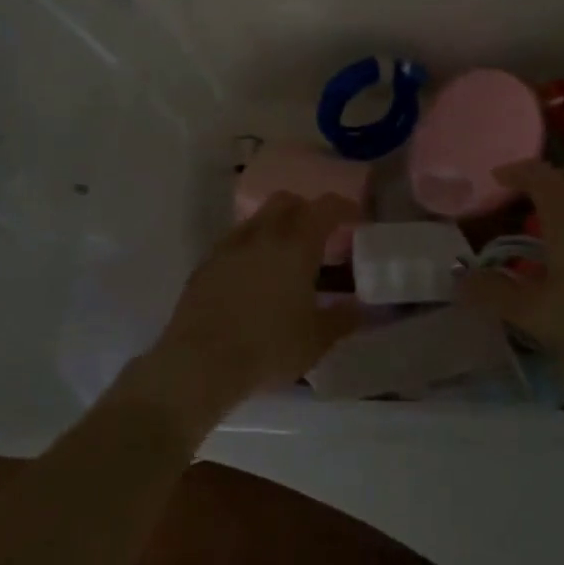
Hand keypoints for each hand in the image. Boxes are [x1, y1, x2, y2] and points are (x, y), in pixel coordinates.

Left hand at [120, 193, 363, 442]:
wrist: (201, 363)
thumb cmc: (269, 347)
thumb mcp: (317, 339)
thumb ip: (344, 318)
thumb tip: (362, 309)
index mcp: (297, 244)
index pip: (326, 207)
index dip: (344, 207)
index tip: (355, 219)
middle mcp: (263, 234)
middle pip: (287, 201)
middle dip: (306, 209)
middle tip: (318, 234)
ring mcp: (229, 246)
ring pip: (257, 219)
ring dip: (276, 227)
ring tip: (284, 257)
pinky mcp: (206, 263)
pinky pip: (234, 242)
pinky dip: (250, 248)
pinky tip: (253, 277)